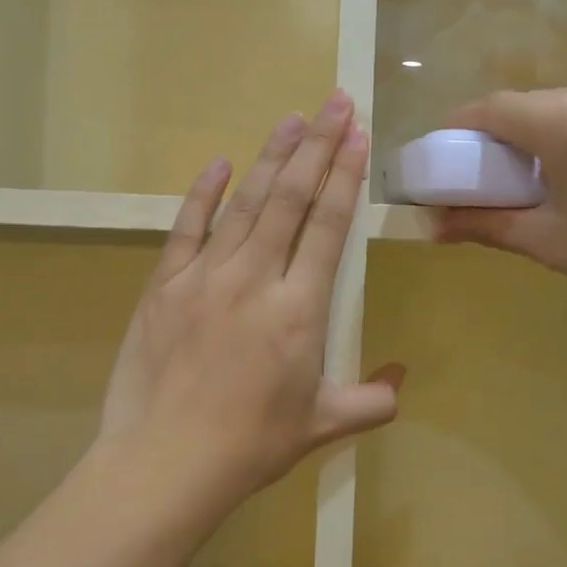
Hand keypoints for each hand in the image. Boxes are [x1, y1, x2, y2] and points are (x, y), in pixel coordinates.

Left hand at [101, 92, 403, 505]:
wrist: (165, 462)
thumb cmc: (251, 445)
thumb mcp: (321, 425)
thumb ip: (370, 401)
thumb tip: (402, 379)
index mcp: (300, 309)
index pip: (328, 226)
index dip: (345, 176)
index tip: (357, 135)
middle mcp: (255, 278)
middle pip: (291, 199)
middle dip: (317, 146)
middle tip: (334, 103)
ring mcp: (205, 277)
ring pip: (245, 203)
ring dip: (271, 157)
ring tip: (291, 118)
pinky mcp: (164, 285)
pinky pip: (187, 228)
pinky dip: (204, 193)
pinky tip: (221, 163)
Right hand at [433, 76, 566, 348]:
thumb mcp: (552, 245)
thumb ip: (487, 224)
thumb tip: (430, 227)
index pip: (494, 108)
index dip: (458, 130)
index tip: (441, 160)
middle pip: (534, 108)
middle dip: (503, 142)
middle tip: (489, 185)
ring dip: (546, 141)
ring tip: (545, 190)